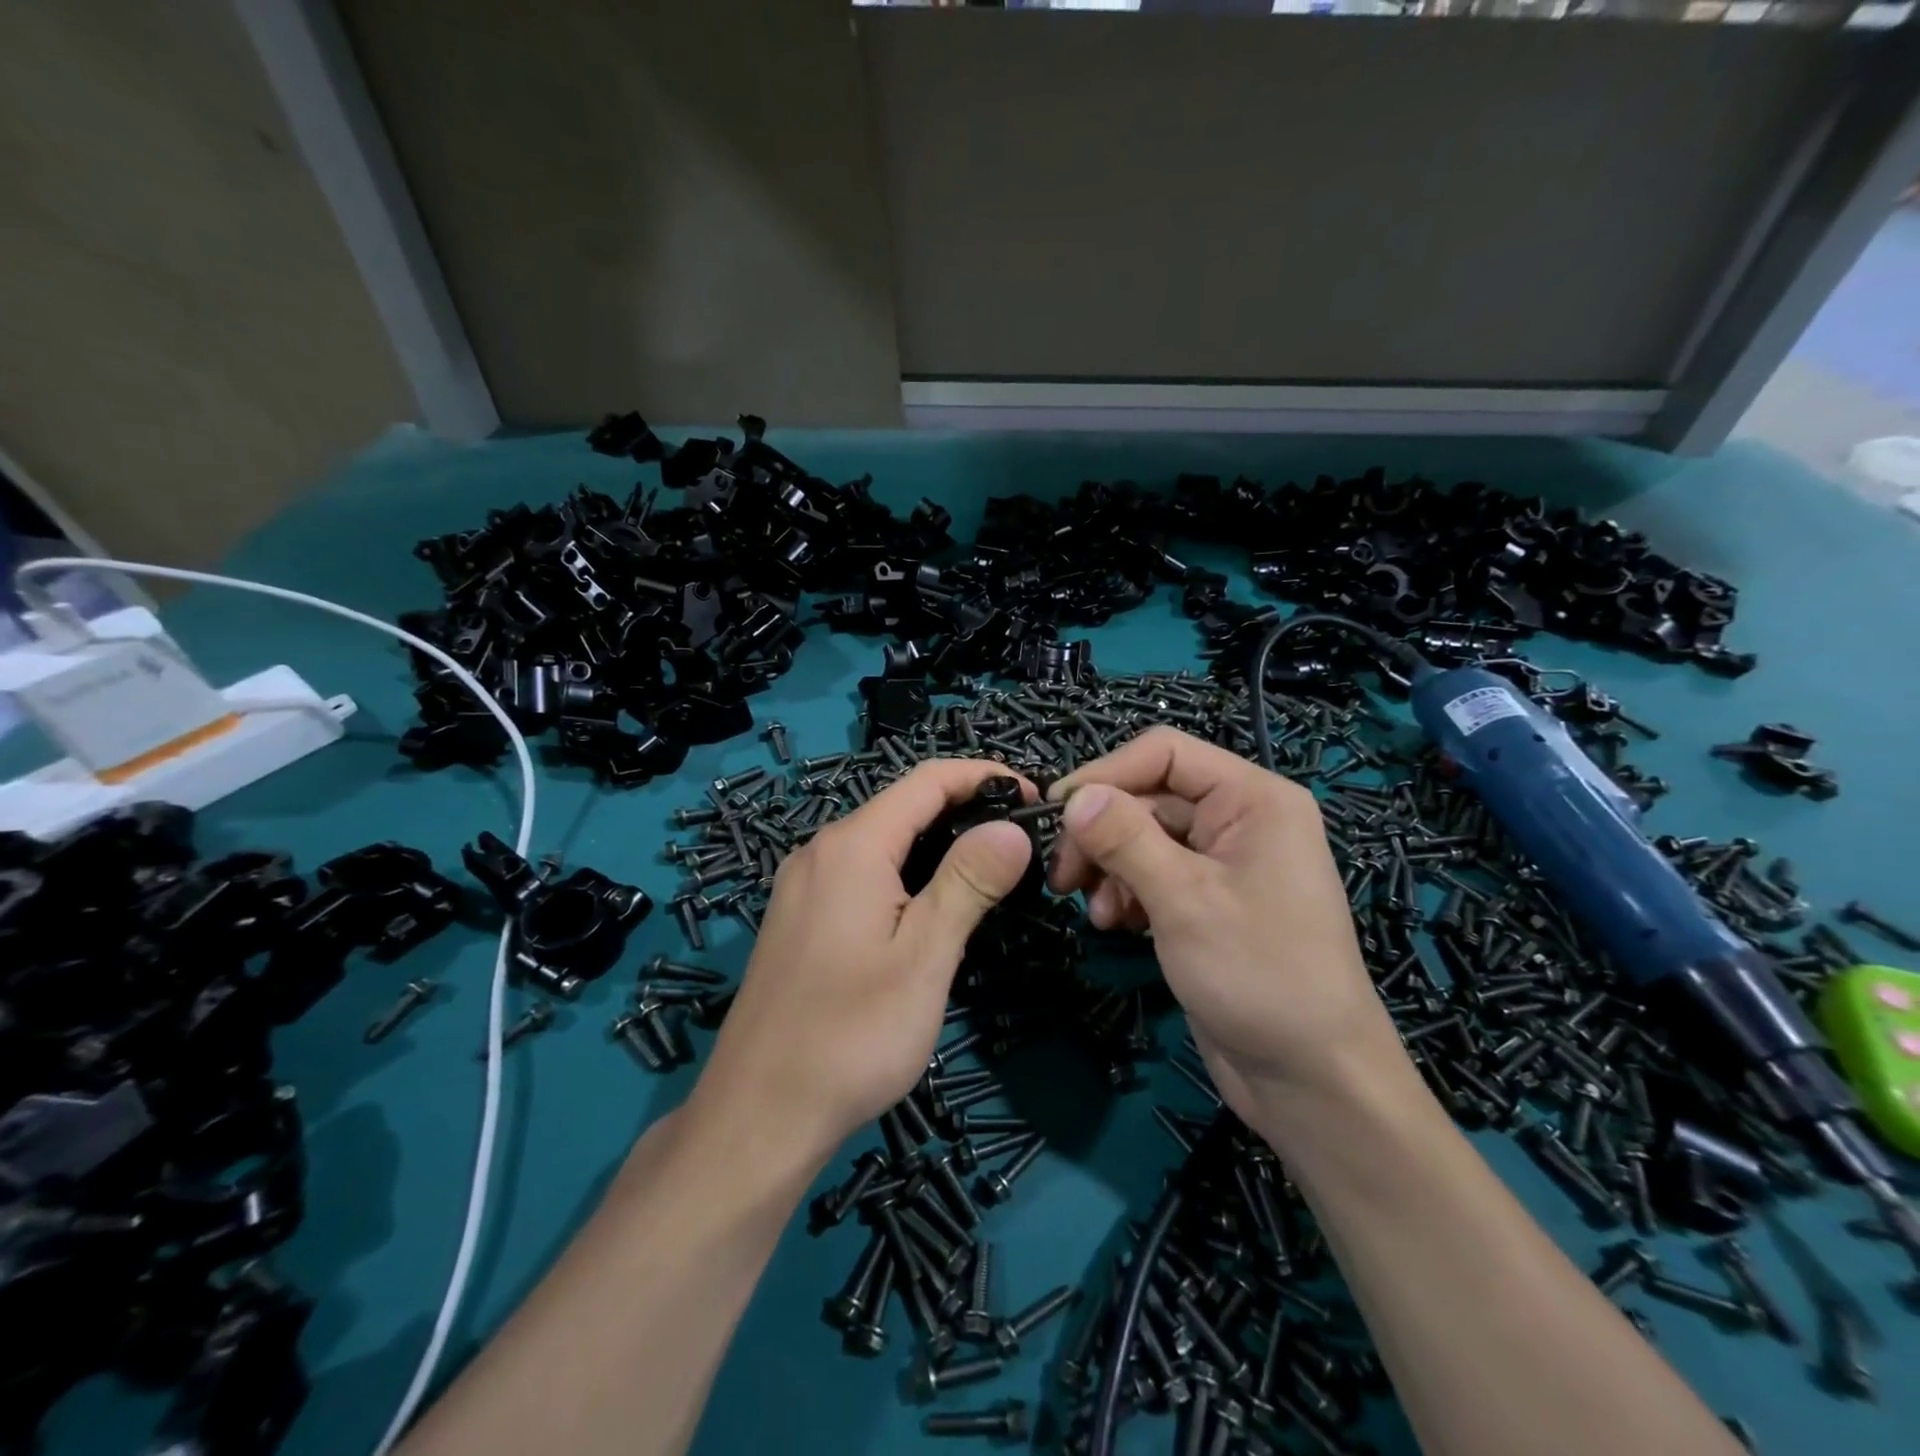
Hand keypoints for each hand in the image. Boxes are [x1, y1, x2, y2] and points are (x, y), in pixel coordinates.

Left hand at [691, 759, 1036, 1164]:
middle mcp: (820, 851)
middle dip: (964, 808)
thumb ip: (968, 882)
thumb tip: (1011, 826)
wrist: (758, 1114)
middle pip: (902, 805)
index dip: (983, 776)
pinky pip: (861, 871)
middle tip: (1021, 839)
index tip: (1033, 797)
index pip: (927, 780)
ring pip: (881, 839)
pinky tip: (931, 903)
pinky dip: (906, 870)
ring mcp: (803, 884)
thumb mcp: (924, 957)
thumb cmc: (852, 1035)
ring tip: (990, 868)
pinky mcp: (799, 917)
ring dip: (937, 841)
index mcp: (851, 846)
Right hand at [1047, 727, 1408, 1132]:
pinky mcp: (1208, 901)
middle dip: (1101, 833)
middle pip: (1148, 797)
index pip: (1164, 753)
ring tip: (1094, 912)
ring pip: (1143, 838)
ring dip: (1109, 868)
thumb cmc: (1259, 975)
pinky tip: (1114, 924)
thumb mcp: (1184, 900)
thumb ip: (1124, 838)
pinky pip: (1153, 874)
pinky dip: (1126, 893)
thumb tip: (1073, 796)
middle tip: (1063, 876)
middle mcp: (1239, 819)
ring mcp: (1223, 862)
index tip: (1056, 813)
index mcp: (1252, 799)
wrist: (1311, 1080)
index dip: (1105, 774)